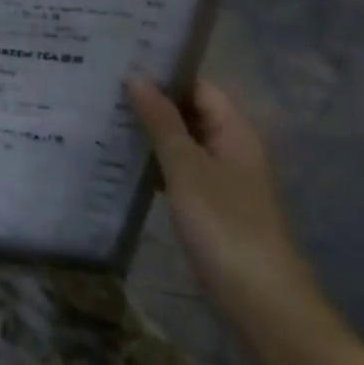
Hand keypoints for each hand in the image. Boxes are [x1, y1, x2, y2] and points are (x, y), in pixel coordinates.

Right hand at [128, 79, 335, 363]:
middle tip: (101, 87)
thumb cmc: (225, 226)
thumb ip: (161, 122)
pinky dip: (154, 163)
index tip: (120, 61)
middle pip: (189, 112)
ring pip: (181, 142)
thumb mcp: (186, 168)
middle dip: (150, 100)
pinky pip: (179, 170)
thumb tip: (136, 77)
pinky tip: (120, 161)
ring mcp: (222, 180)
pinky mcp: (210, 206)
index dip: (164, 72)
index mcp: (234, 132)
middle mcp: (231, 149)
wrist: (262, 303)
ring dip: (149, 132)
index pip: (198, 86)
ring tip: (102, 116)